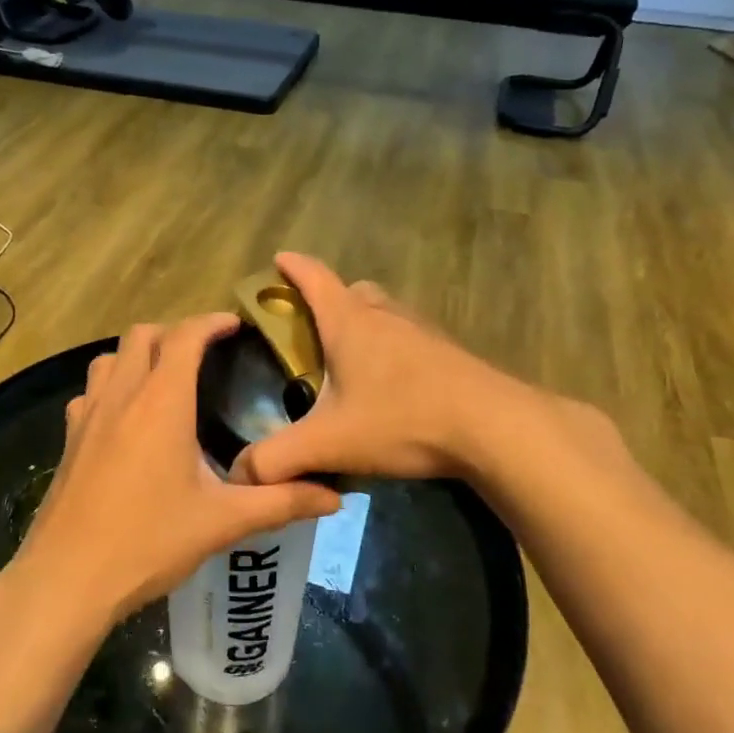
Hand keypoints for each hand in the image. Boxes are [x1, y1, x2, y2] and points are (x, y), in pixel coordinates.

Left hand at [12, 314, 340, 632]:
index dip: (210, 322)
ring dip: (138, 354)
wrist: (67, 578)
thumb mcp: (222, 522)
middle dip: (175, 332)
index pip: (184, 337)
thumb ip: (280, 503)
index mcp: (161, 402)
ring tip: (165, 378)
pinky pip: (89, 392)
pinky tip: (125, 418)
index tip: (235, 325)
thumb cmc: (148, 541)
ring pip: (109, 358)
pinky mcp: (68, 439)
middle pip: (141, 335)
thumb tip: (335, 497)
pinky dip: (111, 386)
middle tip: (205, 353)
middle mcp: (121, 395)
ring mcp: (87, 415)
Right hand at [231, 253, 521, 487]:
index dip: (292, 267)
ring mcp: (421, 330)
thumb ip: (276, 459)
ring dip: (364, 324)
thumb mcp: (329, 443)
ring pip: (384, 312)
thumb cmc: (402, 420)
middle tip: (312, 332)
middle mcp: (384, 314)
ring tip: (350, 362)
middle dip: (329, 300)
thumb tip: (240, 473)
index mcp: (349, 321)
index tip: (278, 259)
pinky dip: (392, 349)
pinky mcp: (447, 353)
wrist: (493, 429)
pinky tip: (392, 387)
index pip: (313, 277)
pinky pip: (408, 337)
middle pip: (352, 291)